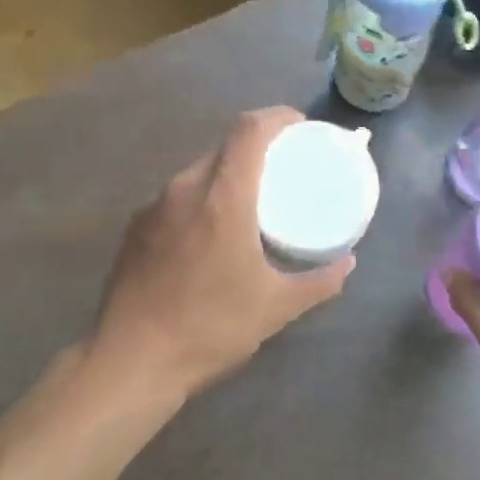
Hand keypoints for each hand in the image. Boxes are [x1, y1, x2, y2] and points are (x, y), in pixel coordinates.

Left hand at [90, 108, 354, 402]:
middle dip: (257, 145)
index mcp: (222, 197)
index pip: (250, 130)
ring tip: (250, 200)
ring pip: (198, 169)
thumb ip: (319, 282)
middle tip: (284, 167)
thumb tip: (349, 263)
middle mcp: (185, 189)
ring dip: (228, 172)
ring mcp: (154, 207)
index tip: (301, 127)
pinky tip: (210, 232)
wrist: (129, 362)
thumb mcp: (276, 308)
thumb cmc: (209, 328)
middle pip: (225, 145)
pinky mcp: (135, 228)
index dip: (278, 117)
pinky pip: (176, 196)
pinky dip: (202, 198)